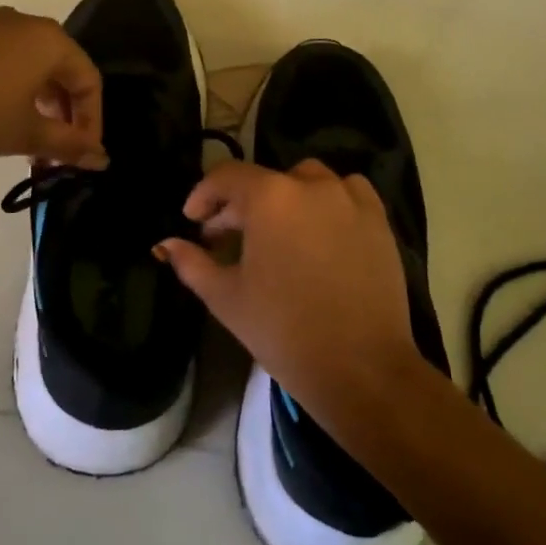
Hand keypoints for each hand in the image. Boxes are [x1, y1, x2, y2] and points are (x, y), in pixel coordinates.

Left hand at [0, 7, 105, 166]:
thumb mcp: (25, 134)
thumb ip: (67, 145)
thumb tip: (103, 159)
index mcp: (50, 41)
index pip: (88, 81)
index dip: (91, 122)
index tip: (81, 155)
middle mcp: (26, 23)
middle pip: (61, 71)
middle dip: (63, 115)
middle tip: (55, 151)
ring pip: (31, 66)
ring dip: (38, 104)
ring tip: (26, 140)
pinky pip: (3, 60)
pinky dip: (11, 89)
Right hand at [155, 159, 422, 419]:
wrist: (360, 367)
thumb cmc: (283, 330)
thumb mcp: (225, 297)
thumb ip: (192, 263)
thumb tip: (166, 244)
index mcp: (270, 197)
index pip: (226, 177)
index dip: (203, 195)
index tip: (193, 221)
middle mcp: (311, 185)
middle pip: (265, 180)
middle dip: (239, 205)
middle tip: (226, 238)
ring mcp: (350, 200)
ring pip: (307, 180)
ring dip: (284, 197)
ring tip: (276, 231)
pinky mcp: (379, 220)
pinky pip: (348, 193)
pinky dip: (328, 201)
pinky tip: (320, 229)